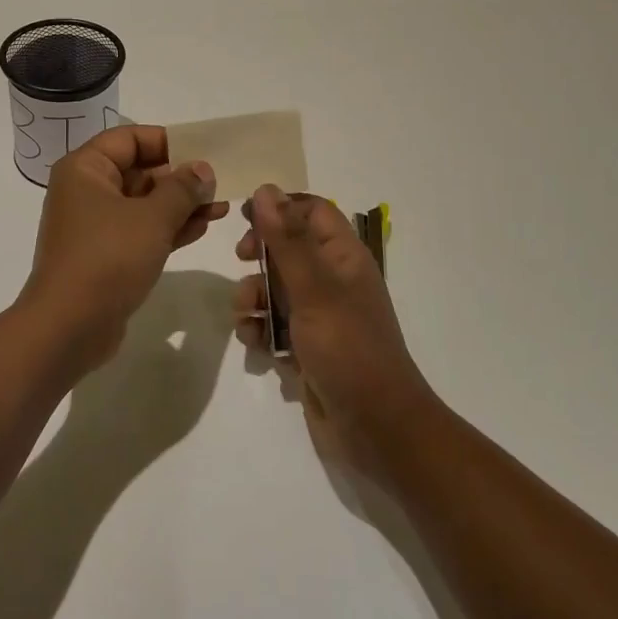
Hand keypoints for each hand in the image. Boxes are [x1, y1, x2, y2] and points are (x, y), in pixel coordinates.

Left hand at [22, 126, 228, 374]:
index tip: (202, 151)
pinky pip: (141, 231)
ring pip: (143, 204)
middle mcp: (86, 190)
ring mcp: (95, 225)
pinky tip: (203, 227)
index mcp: (85, 169)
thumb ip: (181, 189)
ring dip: (180, 205)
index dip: (167, 141)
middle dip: (180, 177)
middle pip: (138, 170)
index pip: (129, 138)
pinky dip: (169, 228)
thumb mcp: (152, 218)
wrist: (69, 326)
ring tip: (221, 207)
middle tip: (219, 183)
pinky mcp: (105, 255)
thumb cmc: (108, 258)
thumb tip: (202, 169)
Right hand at [235, 186, 436, 471]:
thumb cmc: (349, 349)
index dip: (280, 208)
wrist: (376, 429)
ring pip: (275, 287)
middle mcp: (333, 280)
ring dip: (253, 295)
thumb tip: (265, 189)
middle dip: (260, 254)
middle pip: (288, 247)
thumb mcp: (314, 288)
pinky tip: (254, 344)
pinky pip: (274, 324)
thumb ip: (286, 239)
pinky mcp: (307, 346)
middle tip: (241, 259)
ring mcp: (320, 315)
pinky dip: (260, 328)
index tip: (246, 217)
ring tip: (246, 315)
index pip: (312, 210)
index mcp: (344, 257)